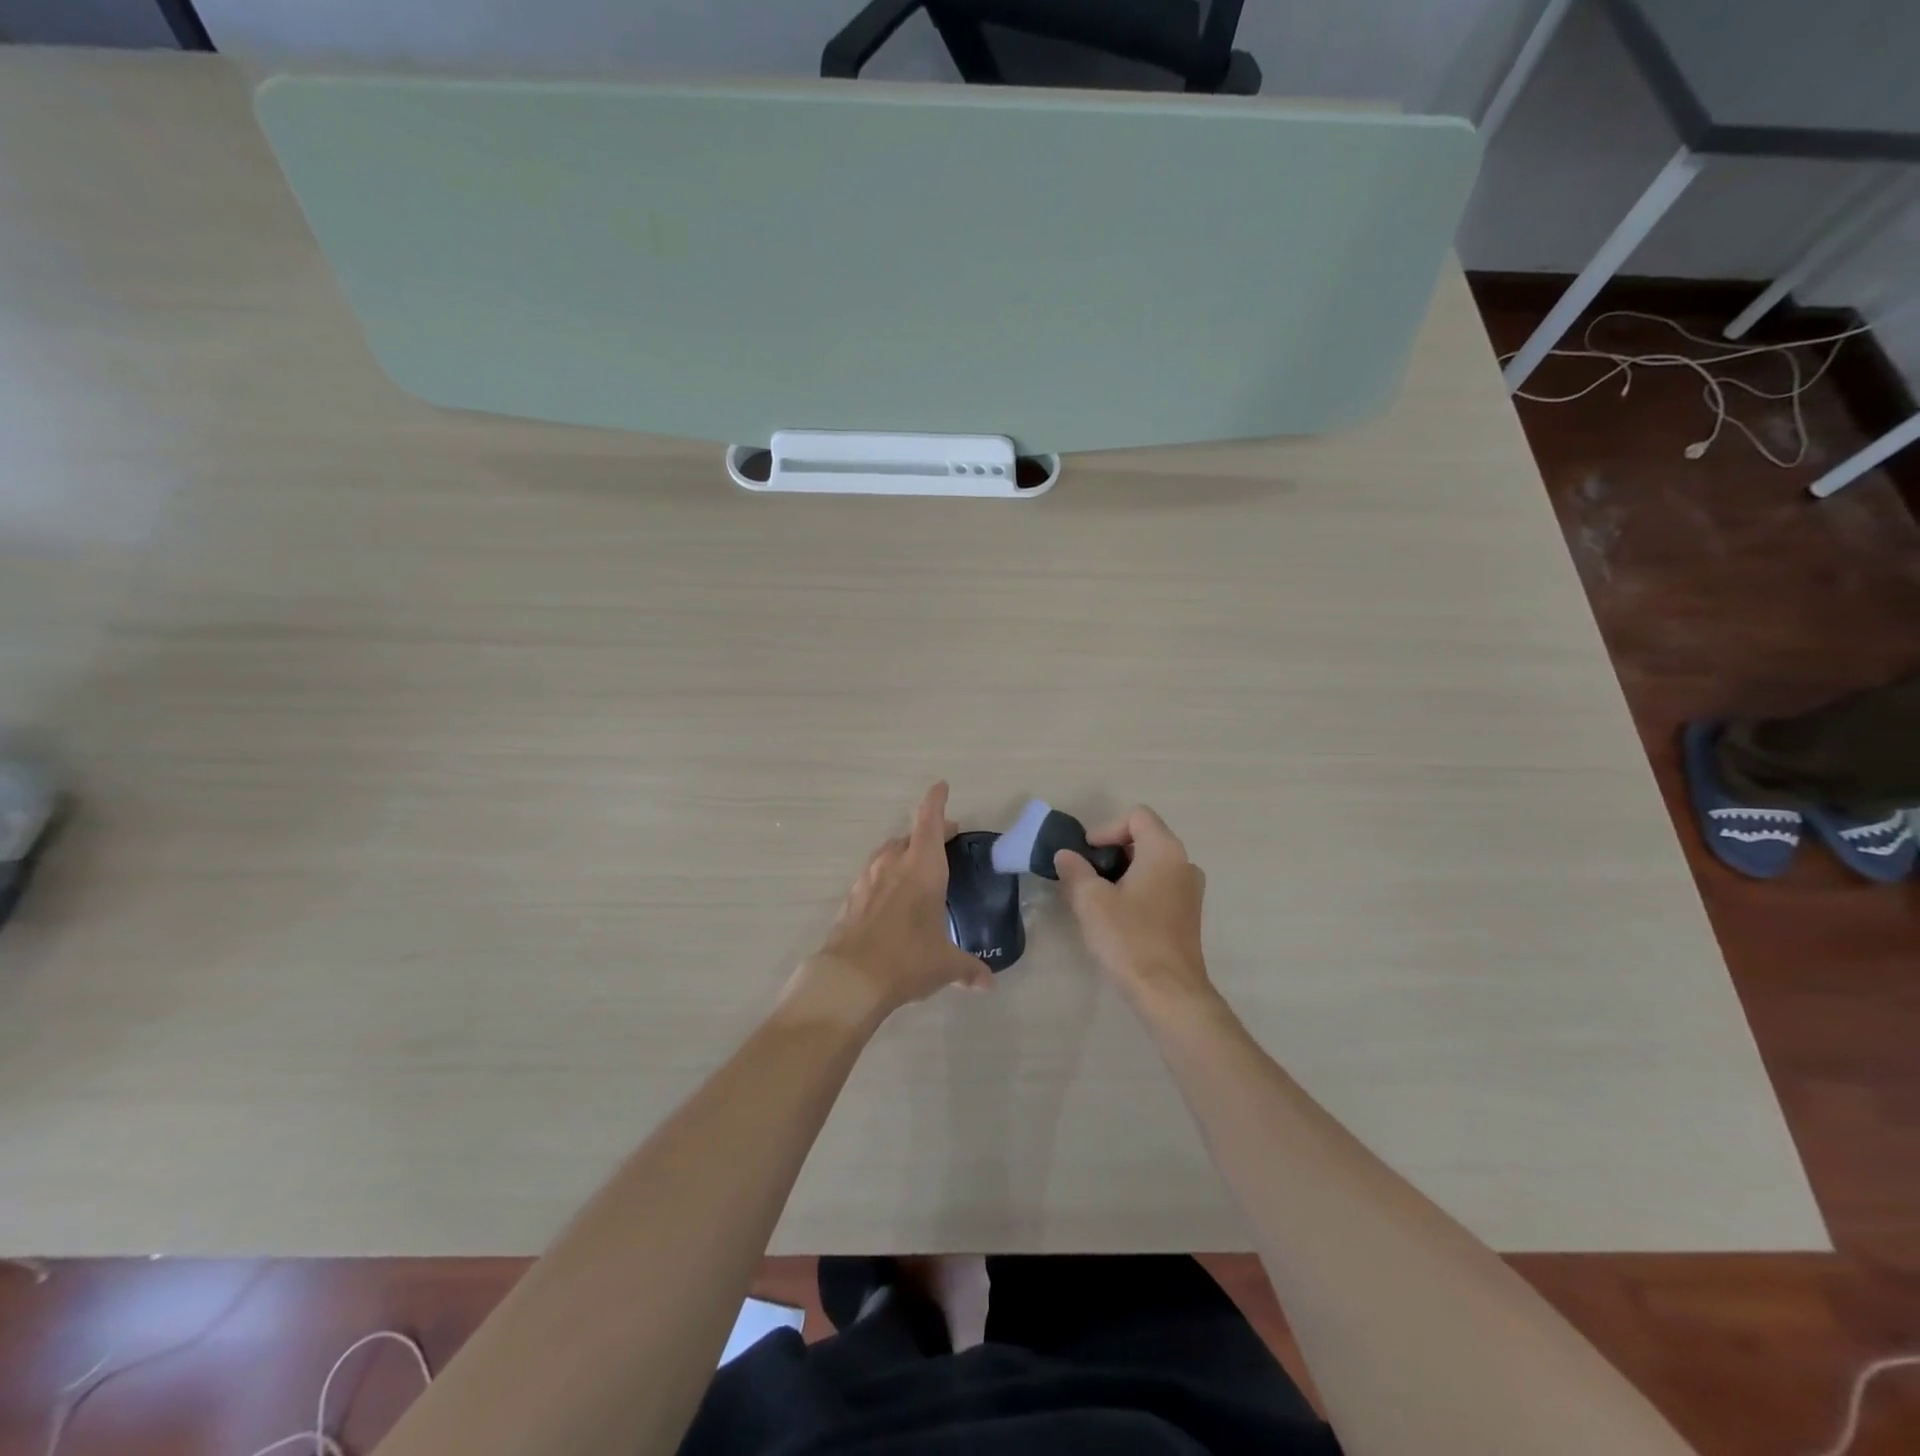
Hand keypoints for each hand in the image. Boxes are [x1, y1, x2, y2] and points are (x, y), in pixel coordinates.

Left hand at [787, 783, 992, 1023]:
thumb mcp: (944, 965)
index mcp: (922, 868)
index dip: (936, 801)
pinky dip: (885, 877)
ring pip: (887, 854)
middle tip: (944, 839)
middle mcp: (893, 865)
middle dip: (928, 833)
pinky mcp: (850, 899)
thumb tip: (988, 984)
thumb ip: (968, 968)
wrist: (850, 979)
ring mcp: (867, 880)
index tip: (941, 786)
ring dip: (903, 853)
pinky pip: (872, 877)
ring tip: (916, 866)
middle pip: (910, 836)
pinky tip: (890, 897)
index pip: (929, 821)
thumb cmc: (908, 960)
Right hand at [1055, 806, 1211, 1009]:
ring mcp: (1190, 891)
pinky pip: (1160, 886)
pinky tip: (1117, 916)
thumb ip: (1075, 870)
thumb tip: (1066, 855)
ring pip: (1151, 865)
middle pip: (1145, 838)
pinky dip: (1137, 890)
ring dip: (1123, 873)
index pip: (1136, 816)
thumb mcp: (1090, 901)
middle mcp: (1184, 863)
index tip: (1086, 855)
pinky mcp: (1188, 915)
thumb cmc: (1129, 938)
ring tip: (1097, 897)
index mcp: (1164, 851)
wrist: (1169, 994)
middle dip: (1111, 852)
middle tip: (1085, 875)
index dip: (1106, 829)